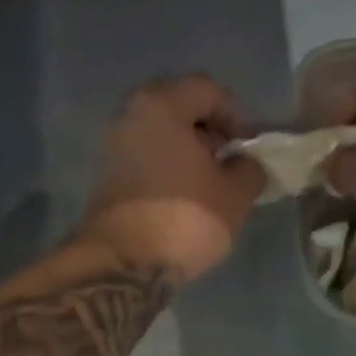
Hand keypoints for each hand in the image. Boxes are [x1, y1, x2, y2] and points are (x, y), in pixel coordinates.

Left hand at [79, 75, 266, 283]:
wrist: (124, 266)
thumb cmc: (185, 219)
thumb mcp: (234, 195)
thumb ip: (249, 169)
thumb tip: (248, 163)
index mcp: (161, 104)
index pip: (207, 89)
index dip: (236, 115)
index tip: (248, 147)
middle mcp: (129, 114)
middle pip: (179, 109)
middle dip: (208, 132)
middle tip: (228, 162)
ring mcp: (112, 147)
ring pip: (159, 136)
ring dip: (186, 154)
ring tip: (209, 186)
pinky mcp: (105, 179)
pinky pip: (145, 161)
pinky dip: (167, 171)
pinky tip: (183, 199)